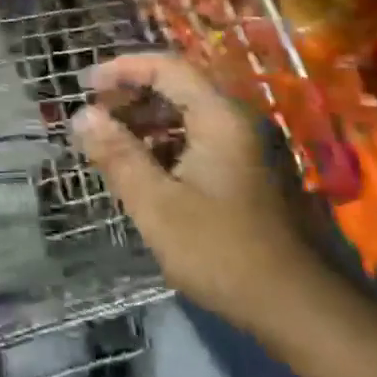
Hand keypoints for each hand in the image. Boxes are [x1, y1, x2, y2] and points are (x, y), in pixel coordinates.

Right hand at [72, 53, 323, 330]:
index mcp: (219, 117)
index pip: (166, 67)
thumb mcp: (157, 204)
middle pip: (176, 87)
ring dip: (145, 121)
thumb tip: (81, 115)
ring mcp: (244, 147)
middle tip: (94, 117)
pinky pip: (197, 139)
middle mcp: (235, 121)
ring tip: (110, 144)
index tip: (86, 86)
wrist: (295, 309)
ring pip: (186, 114)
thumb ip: (117, 154)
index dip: (123, 69)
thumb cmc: (220, 251)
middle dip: (130, 96)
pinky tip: (143, 170)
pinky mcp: (244, 173)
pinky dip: (165, 143)